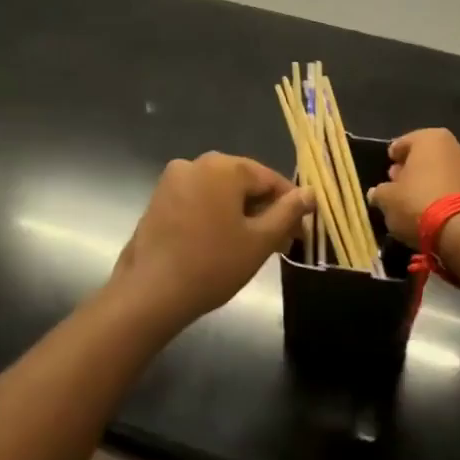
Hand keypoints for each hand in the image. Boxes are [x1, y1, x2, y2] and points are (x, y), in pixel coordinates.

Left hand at [111, 153, 312, 325]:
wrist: (149, 295)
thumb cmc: (213, 264)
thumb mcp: (260, 240)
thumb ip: (288, 212)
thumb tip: (310, 192)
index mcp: (223, 166)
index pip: (269, 179)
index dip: (290, 204)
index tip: (302, 232)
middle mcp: (195, 163)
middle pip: (243, 183)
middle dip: (265, 210)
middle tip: (281, 243)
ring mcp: (172, 181)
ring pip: (220, 193)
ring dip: (241, 215)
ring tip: (255, 247)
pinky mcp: (158, 201)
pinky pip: (199, 201)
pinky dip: (216, 217)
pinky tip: (224, 244)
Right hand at [366, 128, 459, 246]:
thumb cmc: (419, 204)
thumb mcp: (388, 200)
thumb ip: (380, 192)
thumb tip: (377, 193)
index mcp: (430, 138)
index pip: (403, 143)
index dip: (393, 158)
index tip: (386, 173)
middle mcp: (455, 145)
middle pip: (426, 156)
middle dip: (412, 169)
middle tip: (399, 186)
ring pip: (443, 171)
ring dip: (430, 182)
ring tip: (416, 202)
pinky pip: (456, 188)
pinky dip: (445, 194)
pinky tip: (435, 210)